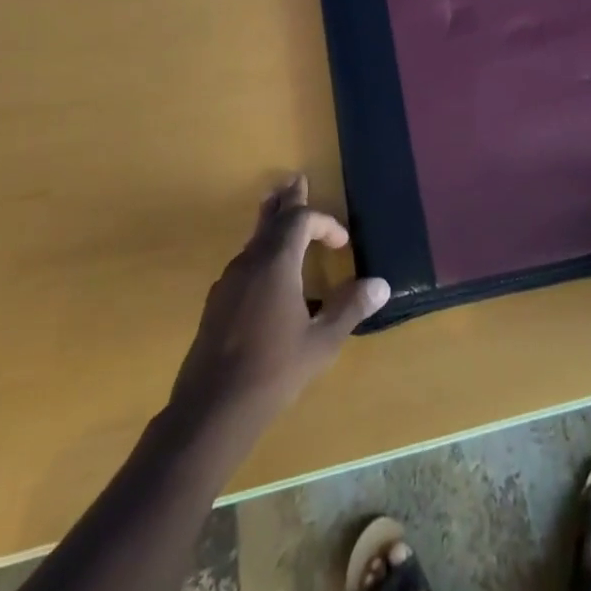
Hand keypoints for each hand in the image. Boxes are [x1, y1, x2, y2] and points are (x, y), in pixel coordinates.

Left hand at [168, 176, 388, 433]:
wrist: (210, 411)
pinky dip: (261, 252)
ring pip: (254, 239)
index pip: (301, 221)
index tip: (342, 243)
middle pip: (271, 219)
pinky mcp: (217, 303)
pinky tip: (266, 273)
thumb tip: (380, 284)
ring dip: (272, 223)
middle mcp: (249, 263)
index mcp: (276, 263)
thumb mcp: (321, 342)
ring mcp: (228, 282)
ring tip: (279, 211)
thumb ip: (349, 308)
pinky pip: (244, 262)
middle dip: (288, 200)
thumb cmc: (273, 371)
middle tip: (297, 179)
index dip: (325, 223)